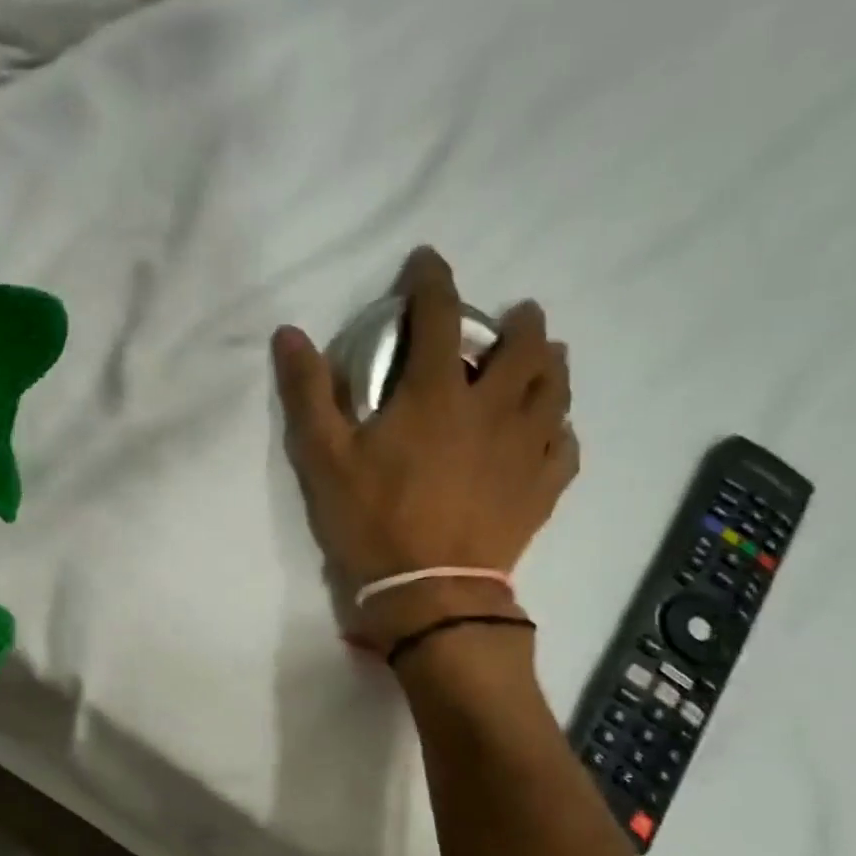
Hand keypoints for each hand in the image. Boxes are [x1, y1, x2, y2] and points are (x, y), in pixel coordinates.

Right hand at [273, 247, 578, 648]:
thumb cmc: (372, 521)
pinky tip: (552, 430)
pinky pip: (566, 444)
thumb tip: (289, 333)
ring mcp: (526, 447)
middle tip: (512, 316)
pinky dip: (560, 427)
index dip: (432, 280)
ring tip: (544, 357)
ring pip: (557, 387)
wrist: (429, 593)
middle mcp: (493, 408)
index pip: (441, 315)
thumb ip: (308, 393)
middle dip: (519, 320)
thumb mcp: (324, 458)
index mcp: (437, 393)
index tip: (427, 261)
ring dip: (551, 363)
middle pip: (524, 345)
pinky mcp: (542, 487)